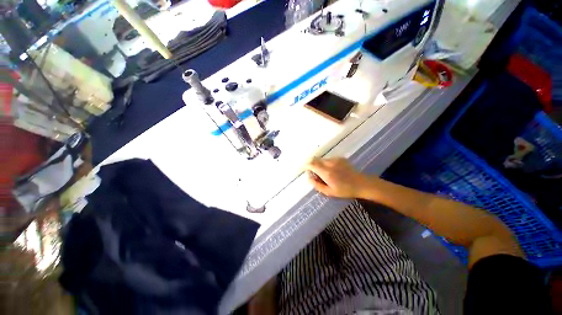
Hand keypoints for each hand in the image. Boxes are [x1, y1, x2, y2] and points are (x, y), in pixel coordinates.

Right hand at [305, 157, 370, 198]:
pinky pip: (328, 159)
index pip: (312, 164)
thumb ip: (317, 185)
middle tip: (314, 173)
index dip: (306, 165)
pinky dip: (326, 163)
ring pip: (322, 159)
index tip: (304, 169)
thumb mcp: (329, 192)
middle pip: (315, 160)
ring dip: (319, 164)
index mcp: (326, 173)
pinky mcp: (340, 158)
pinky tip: (332, 170)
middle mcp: (330, 164)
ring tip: (324, 173)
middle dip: (312, 165)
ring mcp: (335, 160)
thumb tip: (308, 179)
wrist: (361, 184)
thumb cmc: (344, 190)